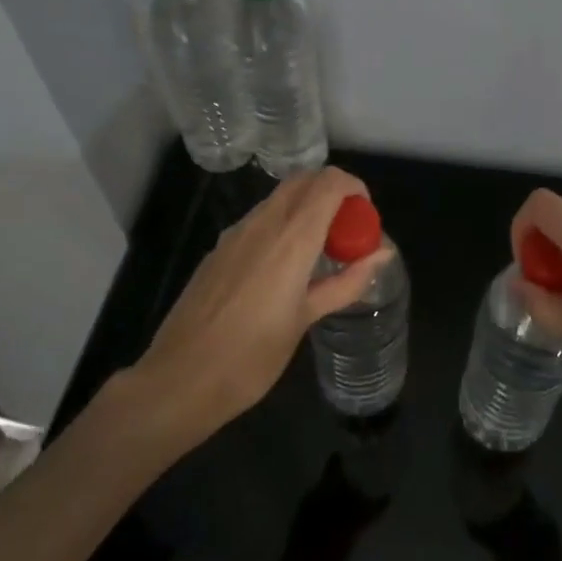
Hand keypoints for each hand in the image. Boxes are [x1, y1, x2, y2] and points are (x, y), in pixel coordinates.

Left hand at [132, 168, 392, 438]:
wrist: (179, 380)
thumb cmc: (251, 357)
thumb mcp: (305, 319)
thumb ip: (346, 282)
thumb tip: (381, 255)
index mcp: (291, 239)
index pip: (328, 183)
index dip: (354, 187)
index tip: (366, 214)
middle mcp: (262, 224)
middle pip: (303, 181)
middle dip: (331, 192)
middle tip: (347, 229)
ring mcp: (235, 234)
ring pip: (279, 199)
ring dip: (306, 207)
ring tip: (320, 251)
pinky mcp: (218, 249)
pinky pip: (259, 220)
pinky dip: (282, 225)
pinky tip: (284, 268)